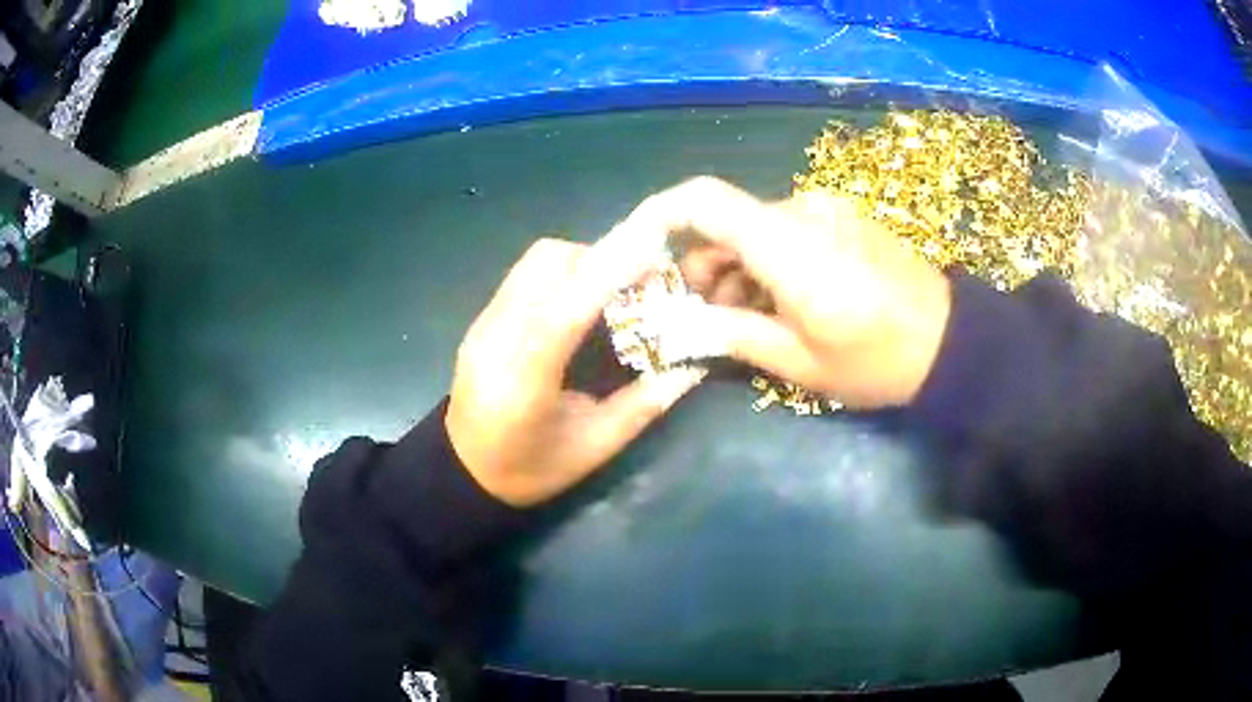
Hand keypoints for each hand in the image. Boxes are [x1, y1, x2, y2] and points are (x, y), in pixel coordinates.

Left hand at [446, 235, 704, 507]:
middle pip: (549, 263)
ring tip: (610, 293)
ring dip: (581, 262)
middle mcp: (498, 335)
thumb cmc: (529, 468)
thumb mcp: (593, 448)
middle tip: (638, 285)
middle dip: (600, 261)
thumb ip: (642, 405)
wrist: (463, 471)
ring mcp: (484, 322)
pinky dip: (561, 274)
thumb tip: (690, 366)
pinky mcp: (481, 318)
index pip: (568, 307)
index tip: (654, 250)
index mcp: (524, 375)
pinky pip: (525, 275)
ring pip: (535, 261)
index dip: (611, 272)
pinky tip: (578, 303)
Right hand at [625, 176, 951, 407]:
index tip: (637, 252)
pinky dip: (767, 262)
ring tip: (745, 322)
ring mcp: (826, 210)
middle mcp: (801, 210)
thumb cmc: (876, 360)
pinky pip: (787, 231)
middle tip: (701, 320)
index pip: (701, 200)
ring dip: (736, 270)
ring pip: (755, 230)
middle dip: (701, 267)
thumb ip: (730, 335)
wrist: (951, 343)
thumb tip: (675, 326)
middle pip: (726, 222)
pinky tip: (781, 303)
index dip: (658, 216)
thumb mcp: (798, 361)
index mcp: (786, 242)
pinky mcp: (843, 218)